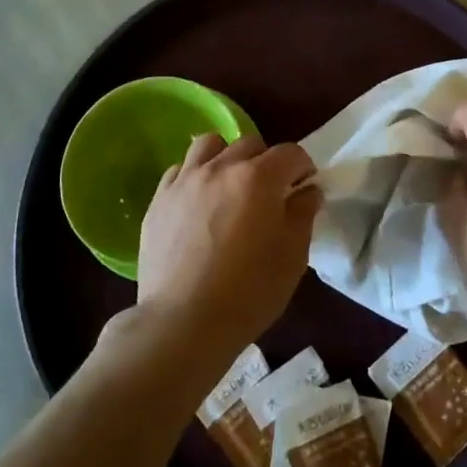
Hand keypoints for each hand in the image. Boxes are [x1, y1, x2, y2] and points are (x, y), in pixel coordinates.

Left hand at [136, 134, 319, 364]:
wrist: (183, 322)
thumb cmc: (249, 292)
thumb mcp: (292, 256)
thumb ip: (303, 214)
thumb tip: (308, 191)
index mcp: (259, 178)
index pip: (290, 153)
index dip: (303, 168)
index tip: (304, 188)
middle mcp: (221, 167)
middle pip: (250, 143)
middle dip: (266, 161)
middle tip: (269, 192)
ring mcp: (185, 180)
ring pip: (209, 145)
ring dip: (226, 157)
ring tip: (229, 186)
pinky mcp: (159, 199)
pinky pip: (179, 170)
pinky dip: (194, 176)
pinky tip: (198, 203)